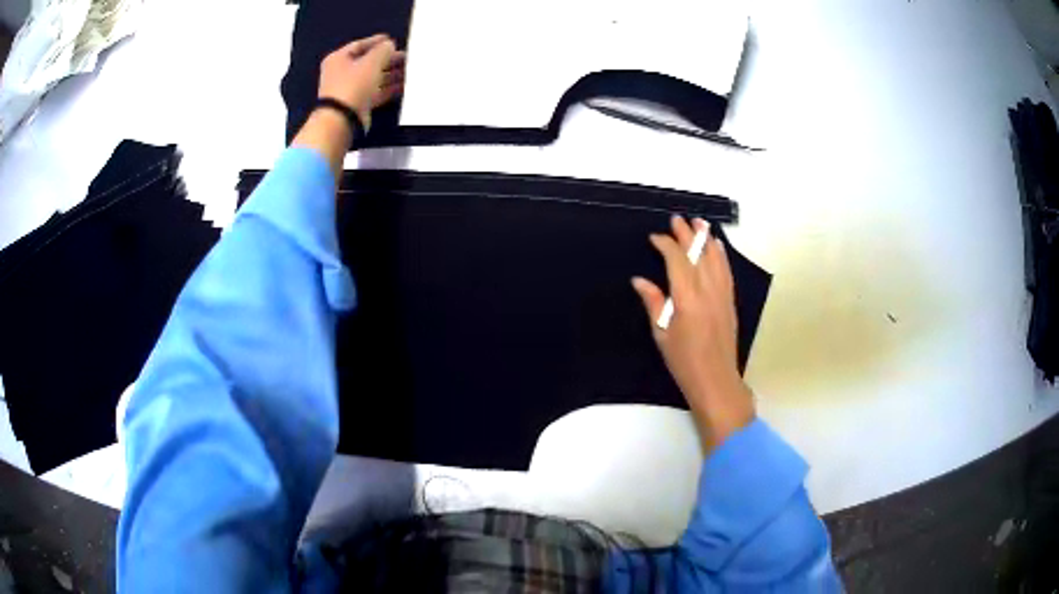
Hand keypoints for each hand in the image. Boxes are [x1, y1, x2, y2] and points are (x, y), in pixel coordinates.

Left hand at [318, 34, 406, 130]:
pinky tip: (405, 86)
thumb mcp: (371, 62)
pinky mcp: (358, 104)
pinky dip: (389, 88)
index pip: (359, 45)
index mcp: (338, 59)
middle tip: (406, 56)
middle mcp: (342, 73)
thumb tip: (389, 45)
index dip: (376, 41)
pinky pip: (376, 92)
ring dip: (391, 74)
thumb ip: (383, 50)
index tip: (392, 39)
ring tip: (410, 70)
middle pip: (368, 62)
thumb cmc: (353, 84)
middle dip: (388, 59)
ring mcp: (350, 90)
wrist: (341, 120)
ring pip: (373, 78)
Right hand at [632, 216, 754, 450]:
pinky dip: (721, 255)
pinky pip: (726, 270)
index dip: (666, 245)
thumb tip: (640, 280)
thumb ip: (653, 303)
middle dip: (687, 234)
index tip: (655, 238)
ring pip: (715, 258)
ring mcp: (722, 294)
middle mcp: (707, 290)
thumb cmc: (684, 361)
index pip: (677, 260)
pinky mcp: (730, 301)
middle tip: (677, 219)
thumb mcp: (661, 334)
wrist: (716, 379)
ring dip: (706, 239)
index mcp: (687, 298)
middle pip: (698, 254)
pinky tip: (717, 246)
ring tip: (700, 223)